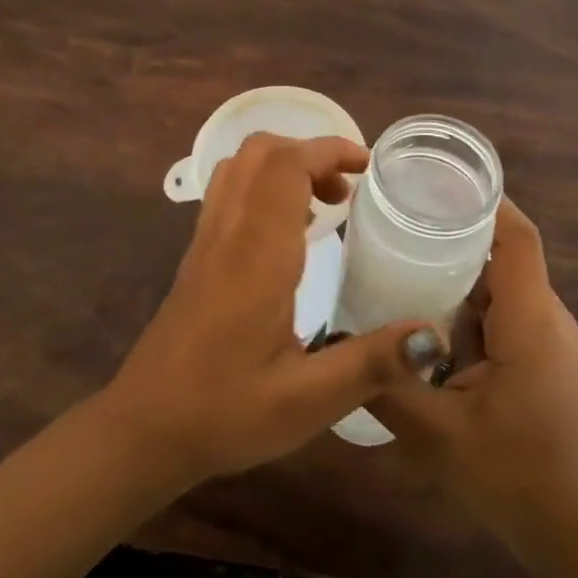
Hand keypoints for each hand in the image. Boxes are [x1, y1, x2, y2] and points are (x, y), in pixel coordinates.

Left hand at [101, 133, 438, 488]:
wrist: (145, 428)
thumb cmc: (225, 412)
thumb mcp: (307, 400)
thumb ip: (371, 364)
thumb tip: (433, 336)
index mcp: (257, 253)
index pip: (286, 165)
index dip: (329, 150)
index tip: (368, 166)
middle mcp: (228, 232)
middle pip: (260, 152)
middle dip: (310, 152)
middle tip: (349, 190)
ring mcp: (206, 239)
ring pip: (240, 167)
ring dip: (285, 166)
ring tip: (326, 206)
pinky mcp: (197, 254)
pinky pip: (229, 192)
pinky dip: (264, 186)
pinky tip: (290, 234)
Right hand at [369, 199, 577, 556]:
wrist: (567, 528)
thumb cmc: (510, 474)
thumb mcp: (436, 432)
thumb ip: (388, 381)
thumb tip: (340, 338)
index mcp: (529, 320)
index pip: (518, 238)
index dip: (485, 201)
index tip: (438, 179)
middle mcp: (544, 316)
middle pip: (504, 250)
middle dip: (456, 227)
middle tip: (400, 213)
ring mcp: (543, 335)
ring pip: (498, 279)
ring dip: (457, 263)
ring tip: (402, 248)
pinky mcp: (535, 352)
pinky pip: (498, 306)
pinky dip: (463, 296)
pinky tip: (421, 304)